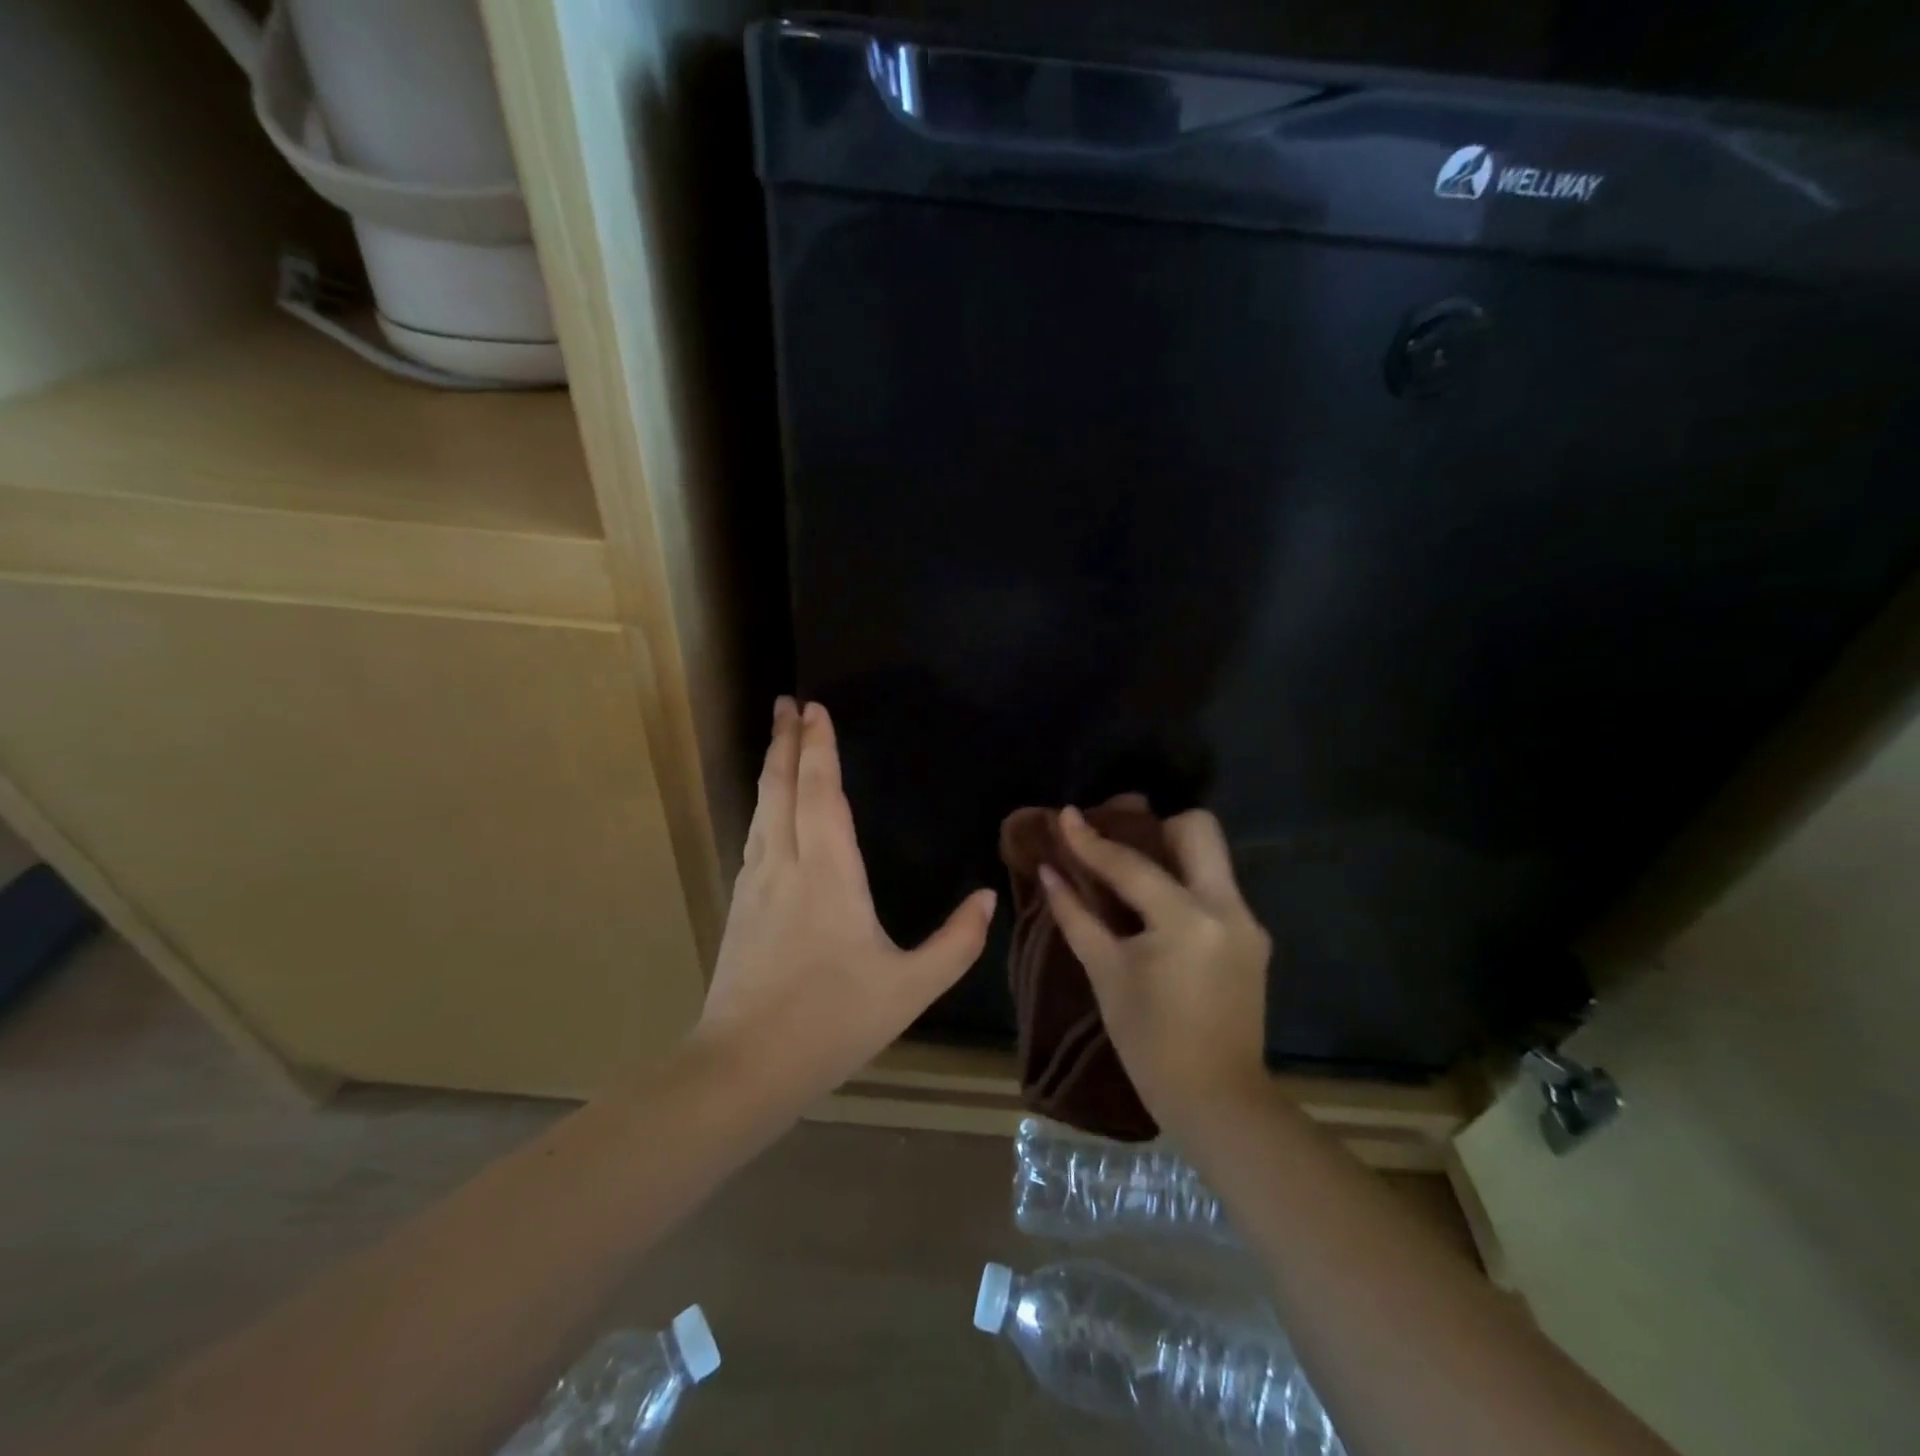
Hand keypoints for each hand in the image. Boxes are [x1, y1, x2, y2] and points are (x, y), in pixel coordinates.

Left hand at [692, 698, 996, 1106]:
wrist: (746, 1065)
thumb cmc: (833, 1021)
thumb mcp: (910, 989)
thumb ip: (956, 943)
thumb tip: (986, 897)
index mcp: (829, 874)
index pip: (822, 793)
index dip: (819, 748)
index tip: (815, 709)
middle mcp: (787, 865)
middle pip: (782, 788)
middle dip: (786, 741)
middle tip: (786, 702)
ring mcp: (756, 884)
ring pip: (763, 809)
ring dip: (771, 768)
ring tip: (777, 739)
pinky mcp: (741, 905)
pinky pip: (754, 836)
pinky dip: (763, 805)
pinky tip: (767, 809)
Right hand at [1042, 806, 1271, 1132]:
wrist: (1218, 1100)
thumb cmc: (1150, 1043)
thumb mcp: (1107, 974)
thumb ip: (1076, 916)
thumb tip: (1049, 872)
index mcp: (1188, 920)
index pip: (1132, 865)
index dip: (1092, 840)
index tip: (1065, 814)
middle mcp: (1227, 908)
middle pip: (1199, 830)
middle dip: (1157, 826)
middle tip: (1121, 841)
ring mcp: (1247, 922)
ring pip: (1212, 856)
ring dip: (1172, 852)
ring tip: (1132, 870)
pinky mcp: (1252, 938)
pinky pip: (1216, 888)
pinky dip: (1185, 884)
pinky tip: (1156, 909)